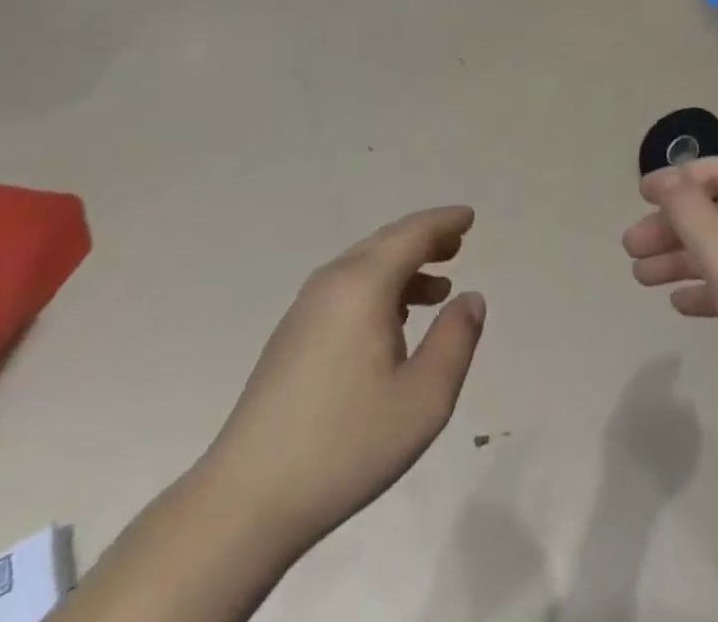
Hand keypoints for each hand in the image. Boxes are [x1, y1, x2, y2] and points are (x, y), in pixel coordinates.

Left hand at [204, 207, 486, 557]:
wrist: (246, 500)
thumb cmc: (345, 444)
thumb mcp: (424, 399)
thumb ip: (456, 340)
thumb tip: (471, 297)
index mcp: (363, 284)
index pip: (412, 234)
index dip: (444, 222)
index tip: (469, 217)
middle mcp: (332, 282)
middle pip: (386, 243)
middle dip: (424, 239)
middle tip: (457, 243)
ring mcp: (305, 309)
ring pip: (364, 267)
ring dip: (403, 267)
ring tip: (438, 288)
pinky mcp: (291, 337)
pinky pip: (346, 289)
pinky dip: (379, 288)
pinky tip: (393, 323)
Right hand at [624, 160, 717, 442]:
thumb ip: (688, 210)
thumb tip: (663, 178)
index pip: (715, 172)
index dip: (674, 181)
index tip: (638, 197)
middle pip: (714, 211)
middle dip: (670, 226)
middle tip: (631, 249)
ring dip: (680, 258)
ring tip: (640, 278)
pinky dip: (706, 287)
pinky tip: (680, 304)